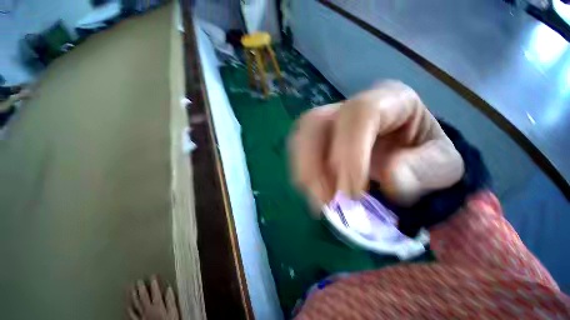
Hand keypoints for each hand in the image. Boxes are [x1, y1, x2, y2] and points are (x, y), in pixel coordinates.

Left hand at [128, 275, 178, 319]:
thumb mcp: (174, 312)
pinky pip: (130, 314)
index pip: (155, 291)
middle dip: (140, 288)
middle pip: (143, 297)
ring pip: (134, 304)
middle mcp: (147, 309)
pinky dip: (127, 308)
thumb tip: (169, 288)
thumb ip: (171, 301)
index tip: (153, 275)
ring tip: (129, 288)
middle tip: (138, 280)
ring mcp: (140, 316)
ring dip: (131, 295)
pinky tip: (126, 304)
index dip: (154, 282)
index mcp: (157, 305)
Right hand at [289, 80, 463, 208]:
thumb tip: (389, 177)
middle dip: (315, 164)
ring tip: (318, 201)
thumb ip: (425, 171)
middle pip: (316, 122)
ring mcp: (330, 120)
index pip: (358, 114)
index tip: (351, 192)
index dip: (349, 152)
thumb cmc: (426, 158)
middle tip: (327, 202)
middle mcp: (351, 106)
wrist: (406, 155)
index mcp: (389, 99)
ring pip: (301, 136)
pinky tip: (311, 191)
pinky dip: (301, 172)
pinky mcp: (318, 137)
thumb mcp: (444, 167)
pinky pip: (298, 150)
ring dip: (304, 171)